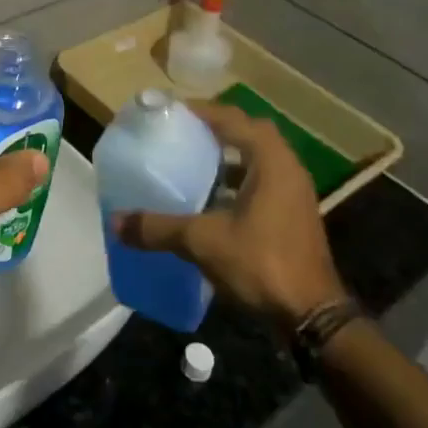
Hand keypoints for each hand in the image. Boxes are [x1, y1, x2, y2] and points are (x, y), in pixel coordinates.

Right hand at [114, 102, 344, 330]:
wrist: (312, 316)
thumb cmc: (261, 263)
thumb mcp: (202, 241)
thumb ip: (158, 228)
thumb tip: (116, 222)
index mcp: (271, 161)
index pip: (234, 118)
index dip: (202, 111)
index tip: (171, 112)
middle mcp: (287, 169)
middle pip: (248, 134)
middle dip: (215, 130)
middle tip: (181, 134)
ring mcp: (294, 194)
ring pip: (256, 161)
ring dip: (226, 158)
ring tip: (189, 162)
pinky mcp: (292, 217)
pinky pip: (260, 183)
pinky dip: (234, 183)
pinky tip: (208, 201)